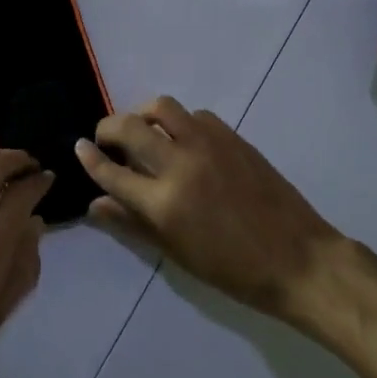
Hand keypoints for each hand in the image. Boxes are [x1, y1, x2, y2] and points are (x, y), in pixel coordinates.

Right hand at [76, 98, 340, 324]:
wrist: (296, 258)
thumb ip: (132, 224)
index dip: (90, 158)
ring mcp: (208, 144)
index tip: (79, 148)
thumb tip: (96, 205)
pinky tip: (183, 140)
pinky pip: (195, 115)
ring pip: (162, 107)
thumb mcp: (176, 254)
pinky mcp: (231, 136)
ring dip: (143, 114)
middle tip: (106, 138)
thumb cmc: (233, 270)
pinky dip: (179, 122)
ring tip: (142, 130)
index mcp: (163, 203)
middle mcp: (180, 164)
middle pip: (130, 127)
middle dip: (108, 128)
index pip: (112, 171)